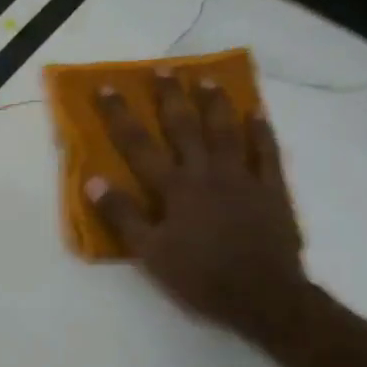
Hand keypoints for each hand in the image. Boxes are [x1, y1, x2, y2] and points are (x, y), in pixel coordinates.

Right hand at [86, 76, 310, 344]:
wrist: (262, 296)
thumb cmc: (199, 277)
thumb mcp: (150, 253)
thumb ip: (123, 216)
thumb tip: (94, 181)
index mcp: (175, 189)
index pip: (140, 146)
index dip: (121, 116)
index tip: (106, 88)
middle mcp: (208, 174)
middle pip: (185, 128)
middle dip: (170, 98)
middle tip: (162, 70)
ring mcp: (244, 178)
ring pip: (227, 131)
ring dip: (215, 104)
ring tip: (205, 80)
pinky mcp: (272, 190)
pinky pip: (267, 153)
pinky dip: (261, 132)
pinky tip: (256, 114)